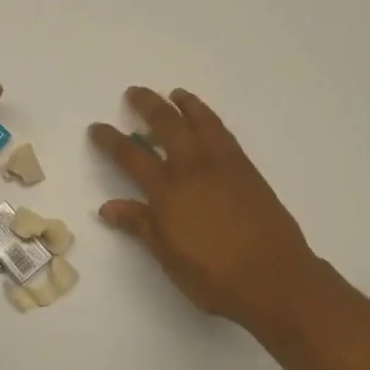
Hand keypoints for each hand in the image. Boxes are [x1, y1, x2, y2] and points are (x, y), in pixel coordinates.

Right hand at [90, 87, 321, 333]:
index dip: (111, 140)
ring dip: (184, 104)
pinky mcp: (247, 169)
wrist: (273, 276)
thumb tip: (107, 207)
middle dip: (147, 105)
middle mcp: (192, 168)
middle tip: (134, 93)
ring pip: (200, 121)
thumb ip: (140, 225)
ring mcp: (223, 165)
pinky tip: (207, 121)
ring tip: (175, 93)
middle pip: (166, 125)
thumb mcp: (168, 256)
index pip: (131, 157)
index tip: (97, 128)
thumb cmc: (214, 276)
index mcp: (167, 191)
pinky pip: (223, 133)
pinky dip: (210, 119)